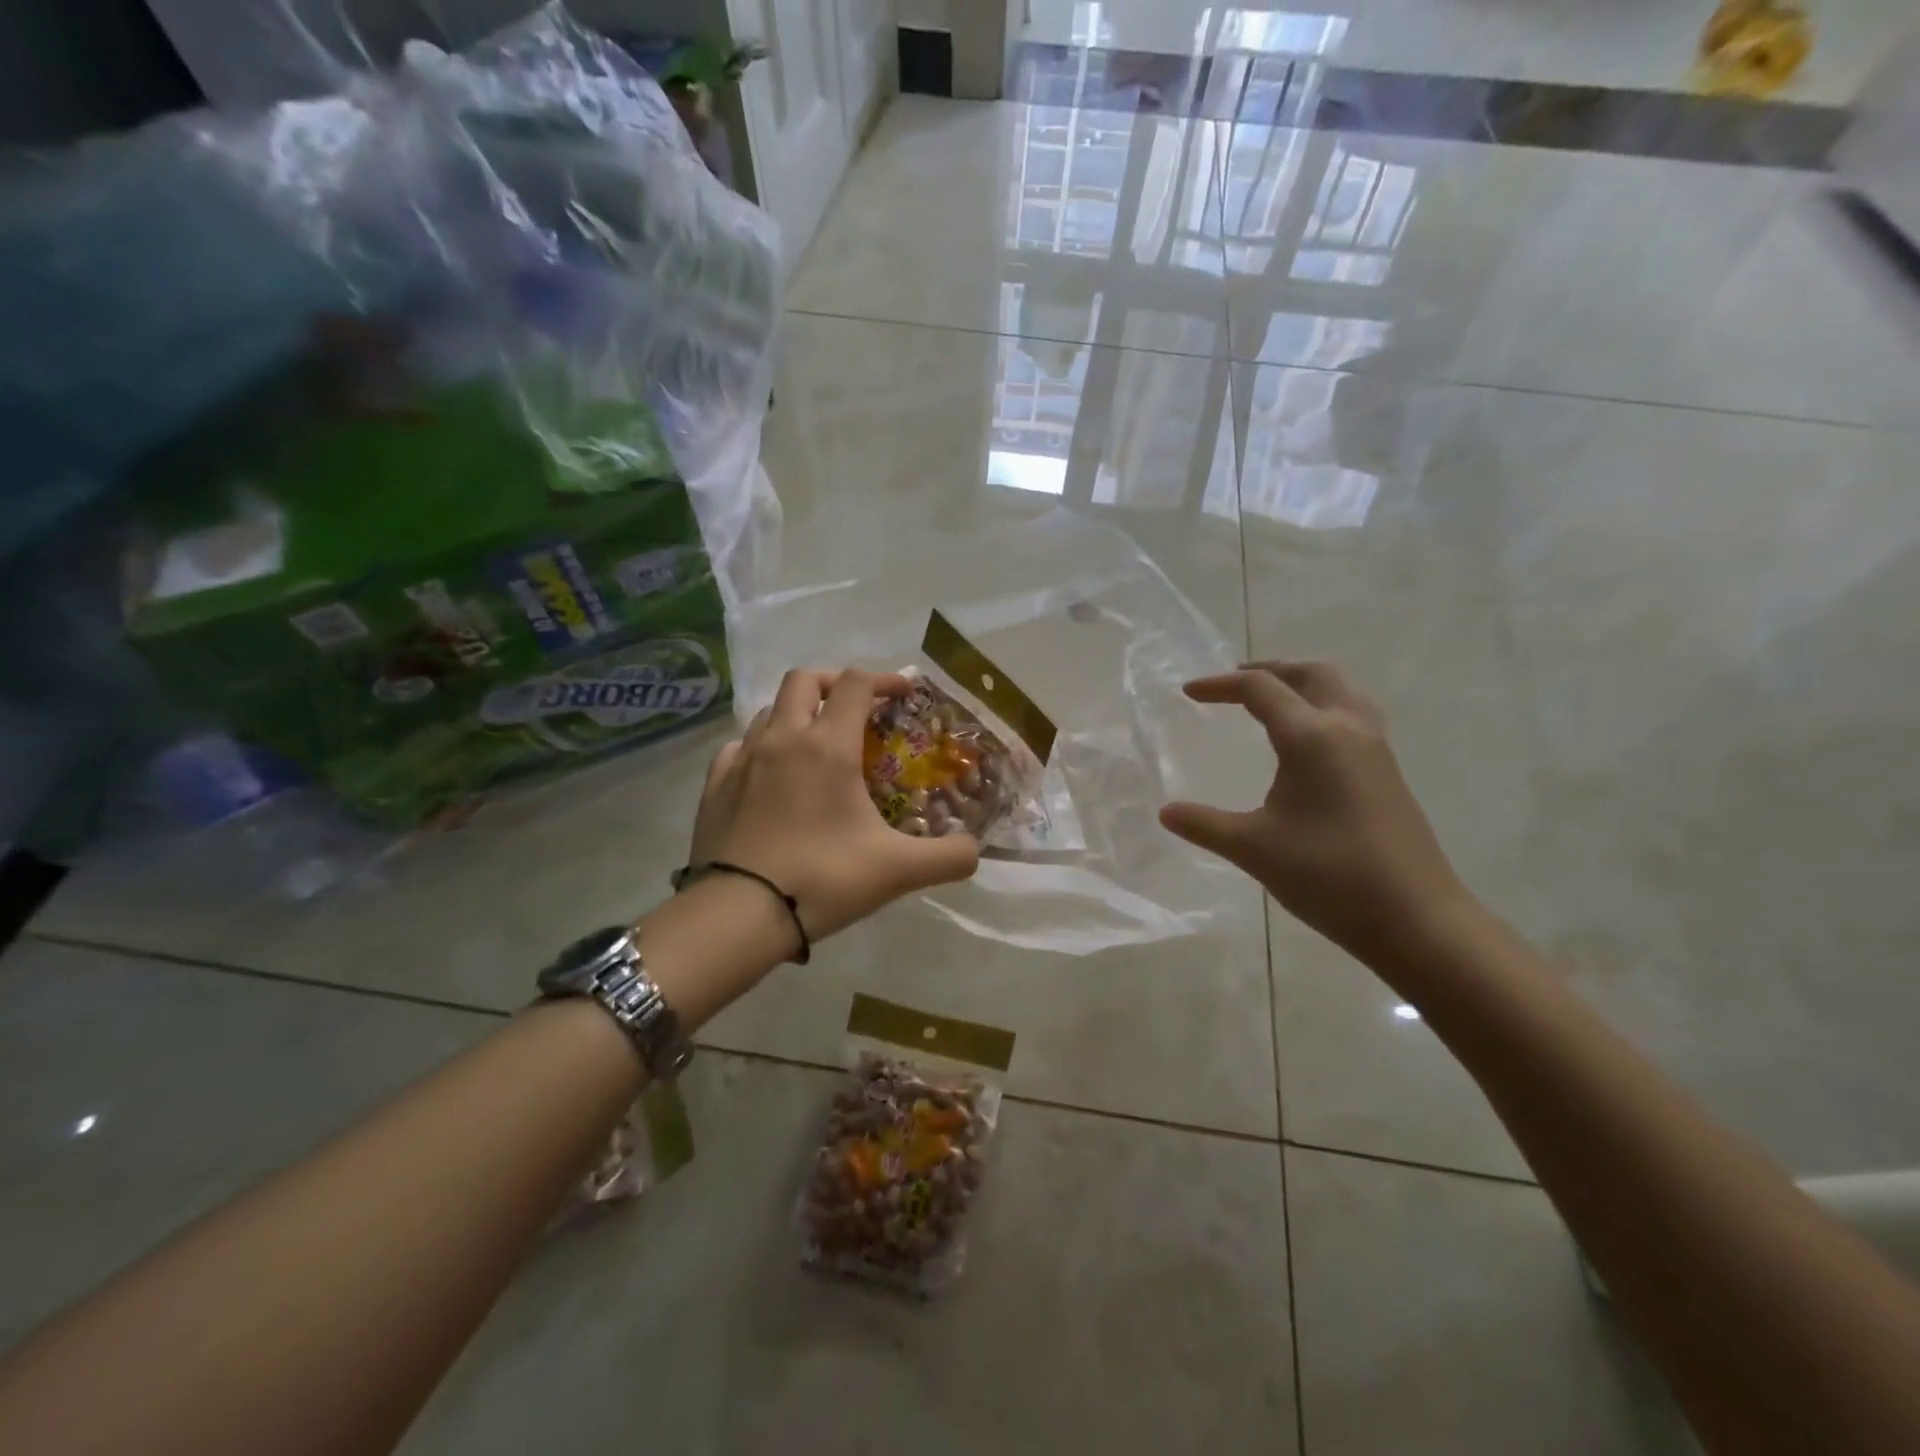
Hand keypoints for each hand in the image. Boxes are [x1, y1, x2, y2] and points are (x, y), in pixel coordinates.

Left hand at [687, 669, 980, 942]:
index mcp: (827, 746)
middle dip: (835, 683)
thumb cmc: (822, 879)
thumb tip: (975, 851)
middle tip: (857, 709)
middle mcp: (782, 739)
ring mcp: (741, 760)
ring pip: (770, 711)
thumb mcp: (897, 870)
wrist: (737, 914)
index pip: (855, 684)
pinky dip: (762, 746)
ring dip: (797, 714)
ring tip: (817, 745)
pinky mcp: (714, 786)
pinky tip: (770, 775)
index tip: (903, 695)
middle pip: (805, 680)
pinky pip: (739, 746)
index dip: (884, 680)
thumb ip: (948, 857)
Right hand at [1160, 661, 1468, 959]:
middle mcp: (1348, 729)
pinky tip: (1308, 743)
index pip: (1260, 689)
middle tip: (1235, 682)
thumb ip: (1204, 824)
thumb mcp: (1253, 848)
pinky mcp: (1388, 773)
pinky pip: (1354, 715)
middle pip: (1311, 674)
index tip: (1188, 693)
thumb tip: (1165, 812)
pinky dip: (1324, 706)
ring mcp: (1376, 750)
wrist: (1416, 918)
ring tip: (1273, 701)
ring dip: (1303, 684)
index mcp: (1312, 737)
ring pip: (1341, 690)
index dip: (1220, 686)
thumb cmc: (1329, 875)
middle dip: (1270, 670)